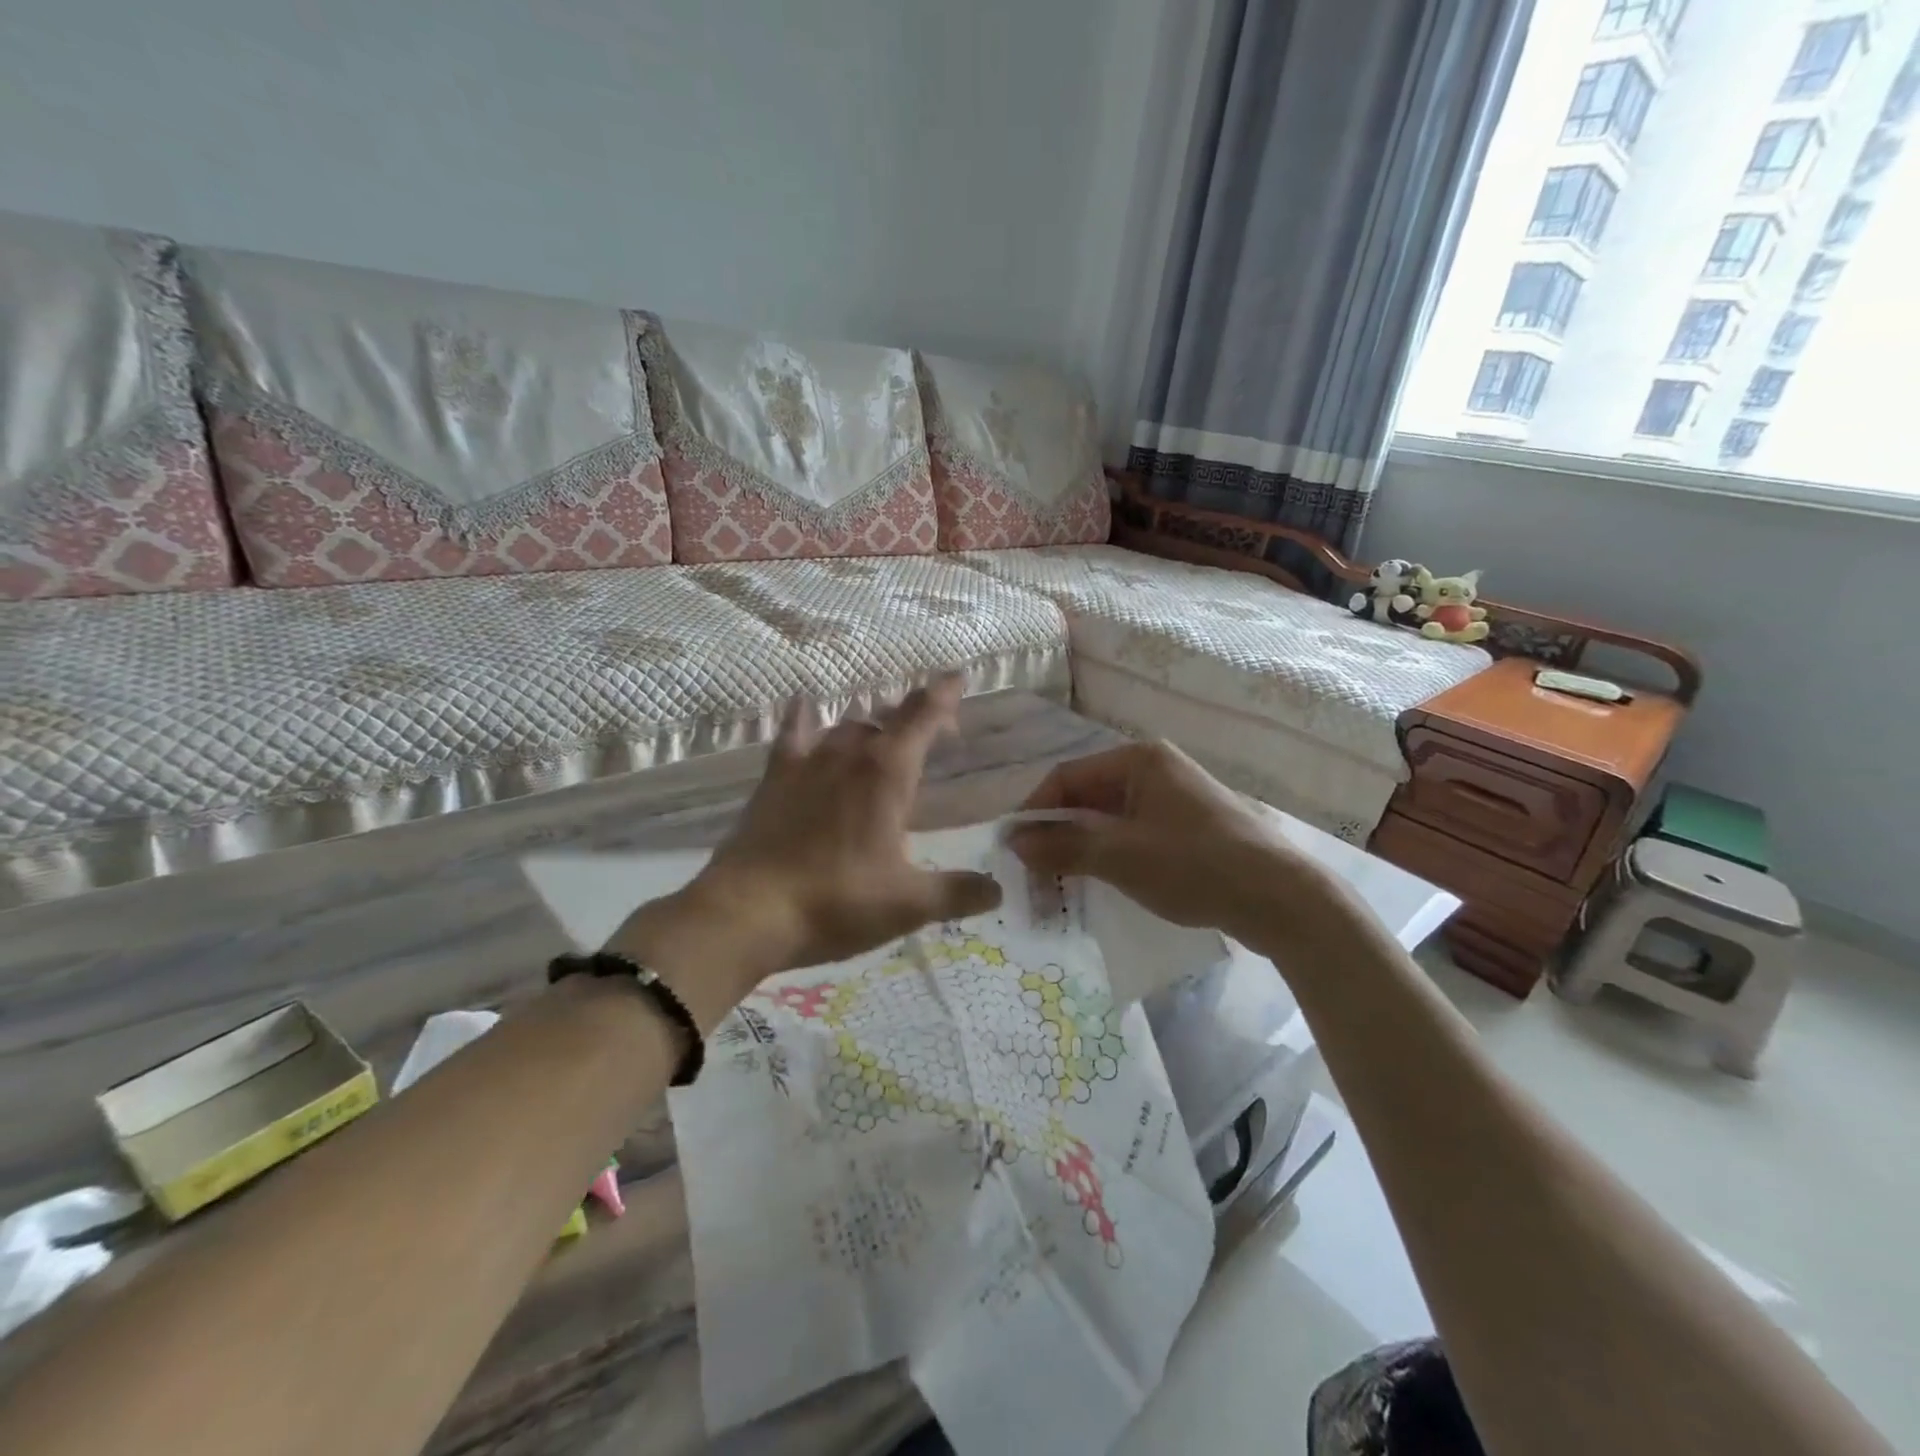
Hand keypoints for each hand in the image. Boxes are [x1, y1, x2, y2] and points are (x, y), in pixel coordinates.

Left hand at [608, 675, 1002, 1023]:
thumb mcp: (908, 904)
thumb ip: (958, 892)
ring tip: (884, 735)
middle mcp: (849, 754)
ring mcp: (806, 762)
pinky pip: (792, 734)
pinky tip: (805, 706)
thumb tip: (998, 889)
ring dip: (871, 724)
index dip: (944, 695)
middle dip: (915, 716)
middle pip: (888, 718)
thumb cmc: (837, 902)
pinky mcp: (774, 779)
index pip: (923, 718)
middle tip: (934, 731)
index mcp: (887, 773)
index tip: (958, 675)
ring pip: (846, 725)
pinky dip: (804, 717)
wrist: (748, 912)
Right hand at [1006, 741, 1338, 950]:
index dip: (1034, 811)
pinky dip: (1107, 857)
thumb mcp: (1120, 856)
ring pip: (1107, 820)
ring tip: (1057, 886)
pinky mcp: (1185, 828)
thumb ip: (1063, 845)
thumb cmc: (1195, 866)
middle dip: (1055, 835)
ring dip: (1078, 849)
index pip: (1067, 777)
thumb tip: (1013, 843)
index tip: (1012, 849)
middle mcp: (1154, 769)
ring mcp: (1172, 798)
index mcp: (1139, 759)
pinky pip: (1130, 835)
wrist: (1282, 899)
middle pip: (1086, 797)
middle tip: (1032, 875)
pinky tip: (1095, 884)